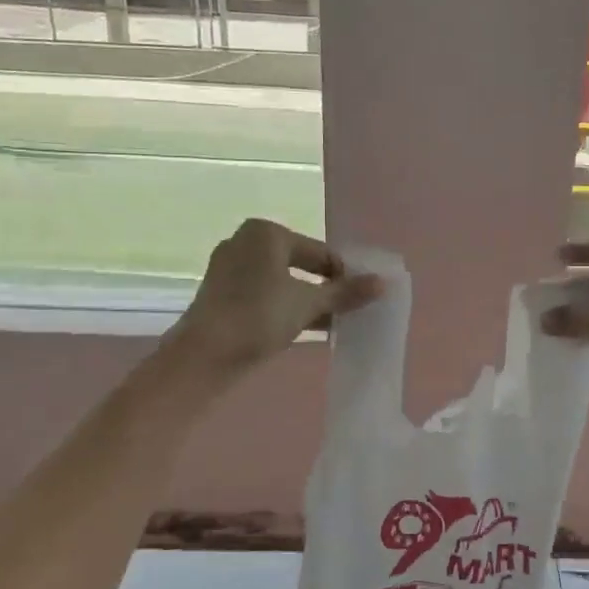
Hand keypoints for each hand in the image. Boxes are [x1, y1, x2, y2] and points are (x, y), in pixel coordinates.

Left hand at [171, 219, 381, 374]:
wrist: (204, 355)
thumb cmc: (259, 316)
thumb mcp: (309, 303)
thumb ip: (346, 292)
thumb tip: (384, 283)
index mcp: (266, 233)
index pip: (319, 252)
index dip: (344, 274)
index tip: (363, 296)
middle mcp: (245, 242)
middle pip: (300, 264)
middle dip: (325, 288)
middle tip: (350, 309)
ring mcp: (230, 269)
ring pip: (282, 282)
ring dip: (307, 300)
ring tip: (334, 322)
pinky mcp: (222, 294)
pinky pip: (264, 295)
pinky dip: (285, 307)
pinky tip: (306, 328)